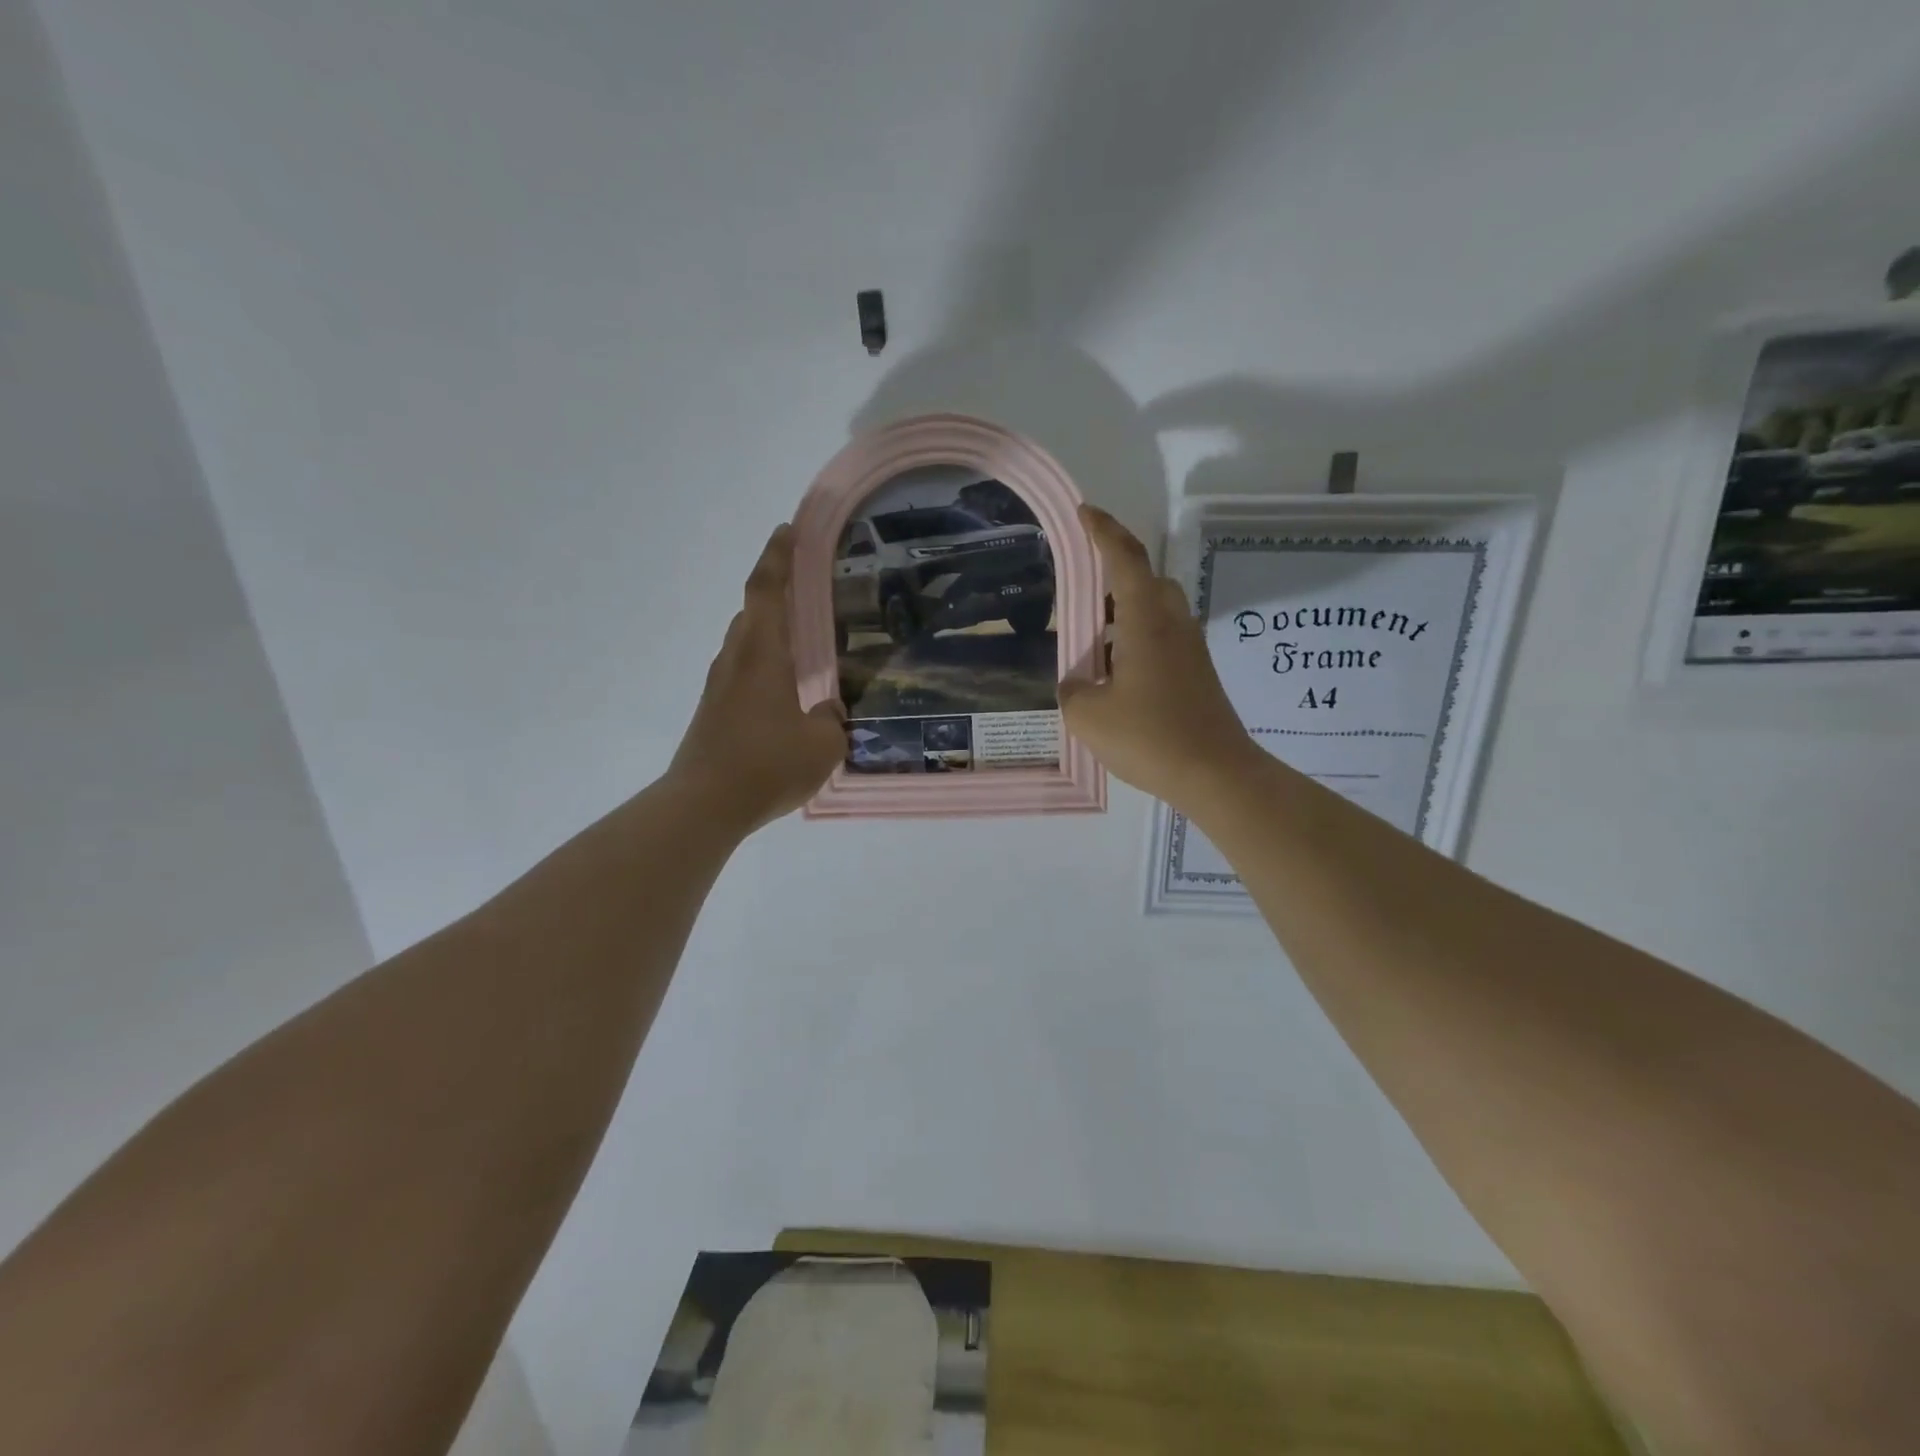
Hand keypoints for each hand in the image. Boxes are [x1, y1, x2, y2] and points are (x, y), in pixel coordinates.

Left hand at [668, 524, 846, 832]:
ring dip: (769, 629)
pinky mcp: (713, 709)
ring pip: (746, 641)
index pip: (768, 590)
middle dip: (777, 590)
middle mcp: (736, 659)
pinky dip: (763, 662)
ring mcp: (719, 685)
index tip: (789, 528)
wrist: (704, 805)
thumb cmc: (767, 765)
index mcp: (762, 654)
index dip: (779, 555)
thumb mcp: (822, 744)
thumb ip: (831, 719)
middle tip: (809, 585)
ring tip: (801, 638)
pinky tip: (784, 687)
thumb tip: (827, 709)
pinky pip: (742, 669)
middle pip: (753, 610)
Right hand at [1061, 506, 1259, 812]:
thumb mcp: (1088, 716)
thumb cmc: (1150, 738)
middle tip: (1083, 585)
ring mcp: (1191, 649)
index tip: (1084, 512)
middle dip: (1116, 571)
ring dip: (1127, 610)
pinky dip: (1138, 638)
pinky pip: (1164, 637)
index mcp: (1146, 621)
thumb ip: (1073, 689)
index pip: (1125, 559)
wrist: (1216, 775)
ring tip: (1095, 636)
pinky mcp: (1198, 674)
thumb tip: (1079, 682)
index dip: (1103, 530)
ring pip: (1157, 610)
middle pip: (1147, 579)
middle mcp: (1173, 625)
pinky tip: (1118, 671)